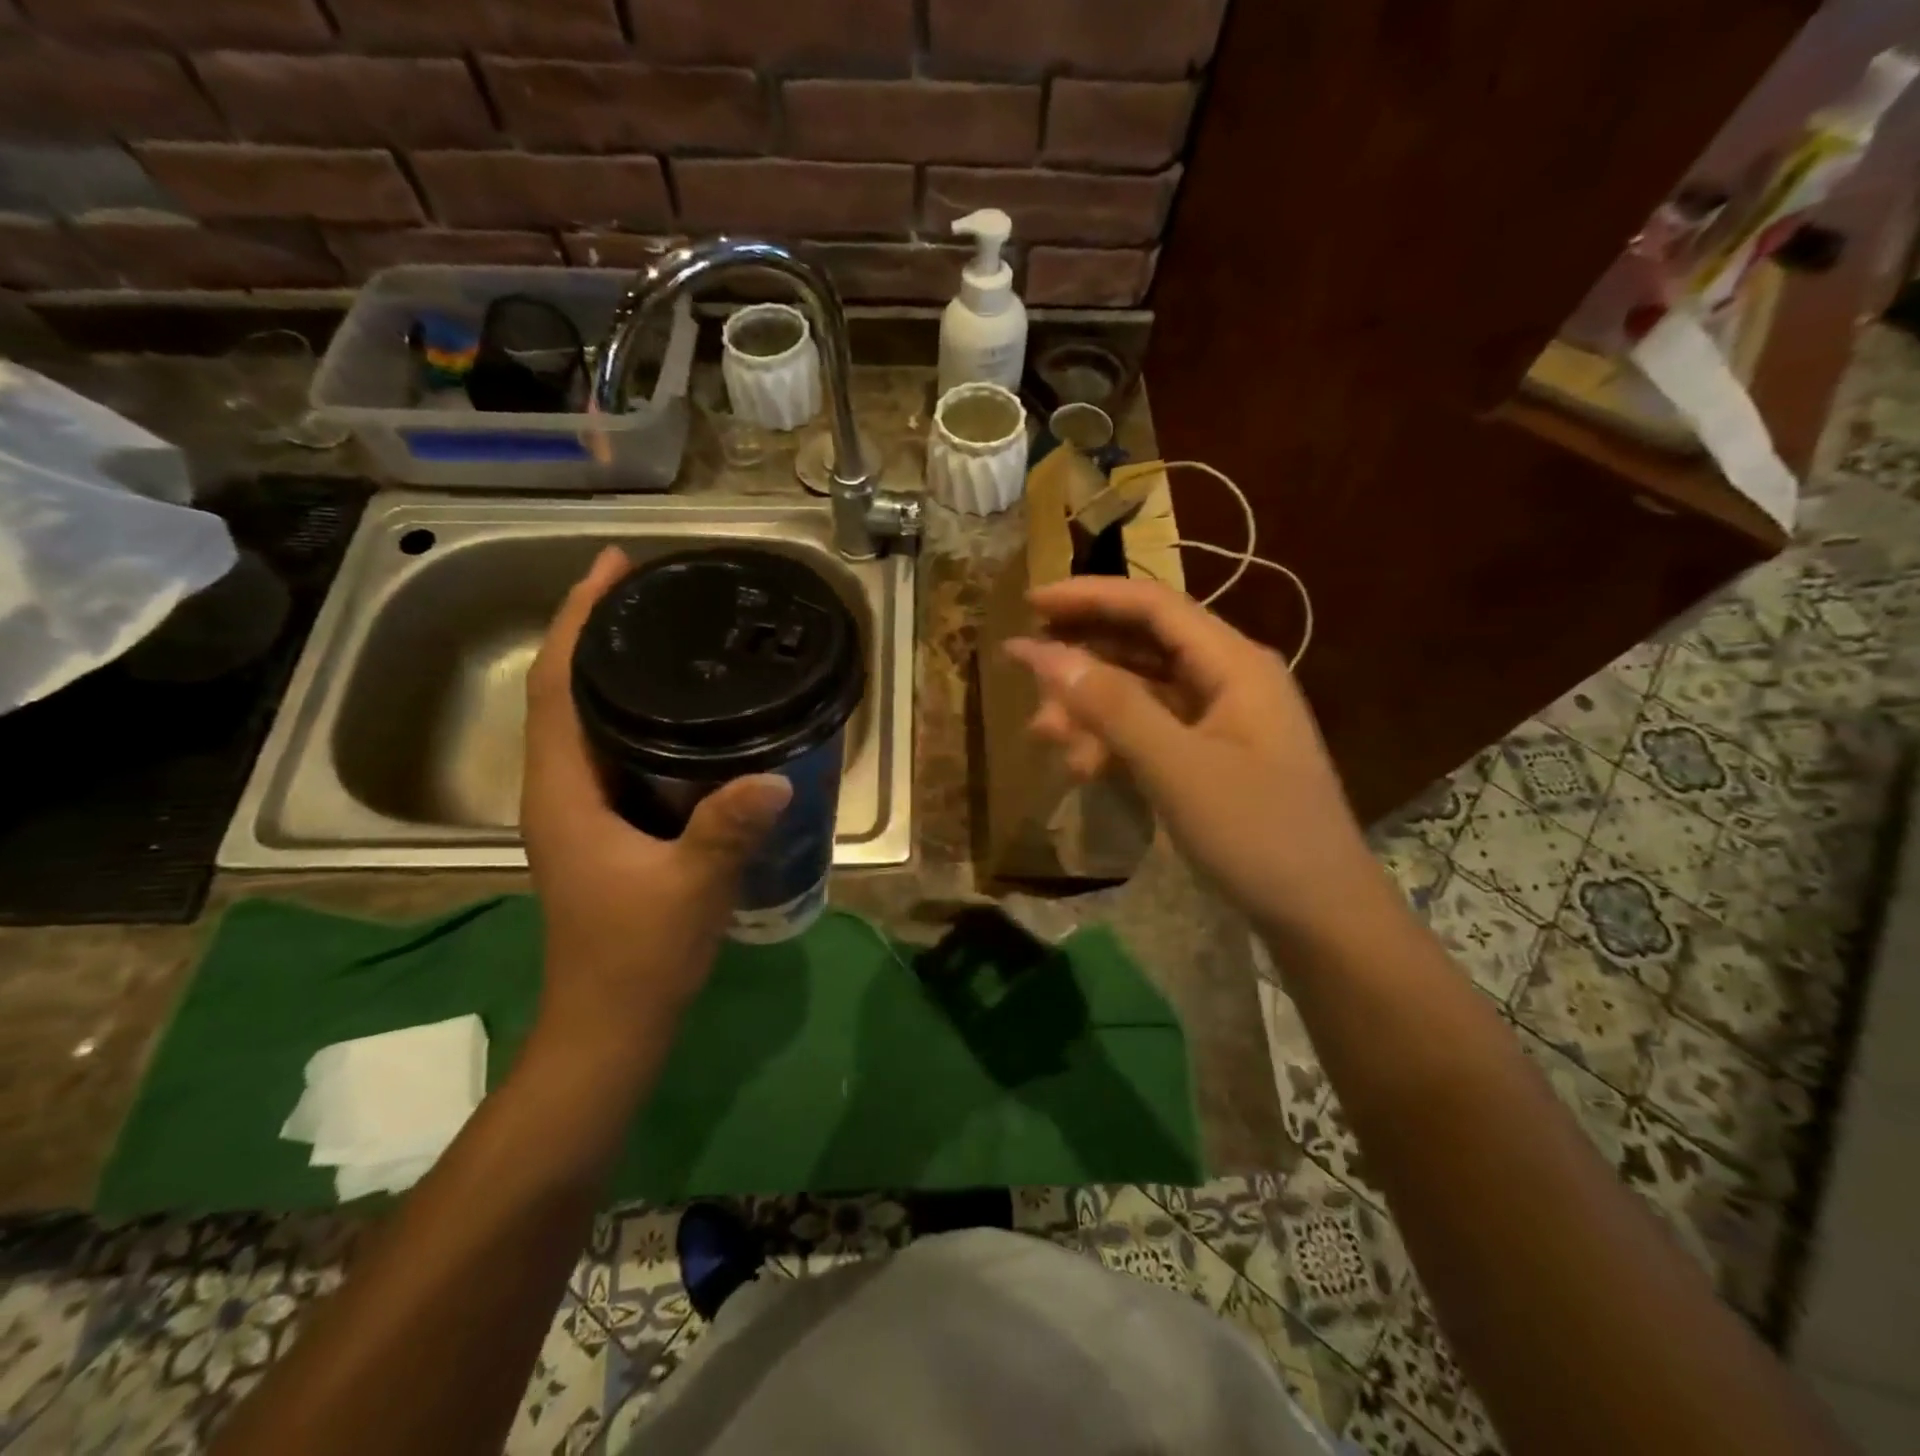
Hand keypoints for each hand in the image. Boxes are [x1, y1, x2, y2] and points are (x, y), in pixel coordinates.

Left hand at [521, 547, 791, 1046]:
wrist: (612, 1023)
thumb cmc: (636, 956)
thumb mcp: (689, 889)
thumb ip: (726, 831)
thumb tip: (776, 778)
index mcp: (562, 791)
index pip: (555, 684)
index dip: (576, 619)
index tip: (612, 567)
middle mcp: (561, 789)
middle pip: (566, 690)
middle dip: (597, 632)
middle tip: (653, 589)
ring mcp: (582, 810)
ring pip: (589, 722)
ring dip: (616, 673)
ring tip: (669, 635)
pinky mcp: (607, 828)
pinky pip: (616, 752)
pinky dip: (639, 717)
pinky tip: (687, 715)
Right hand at [1005, 577, 1380, 939]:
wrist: (1320, 914)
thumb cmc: (1257, 834)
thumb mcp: (1178, 768)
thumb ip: (1113, 707)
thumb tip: (1046, 655)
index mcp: (1234, 664)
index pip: (1153, 606)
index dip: (1088, 597)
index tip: (1028, 603)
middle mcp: (1229, 679)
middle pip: (1143, 645)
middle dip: (1082, 659)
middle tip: (1025, 675)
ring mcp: (1222, 720)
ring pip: (1141, 693)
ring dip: (1091, 708)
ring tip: (1043, 736)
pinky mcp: (1212, 757)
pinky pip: (1151, 731)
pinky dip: (1114, 741)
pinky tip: (1082, 766)